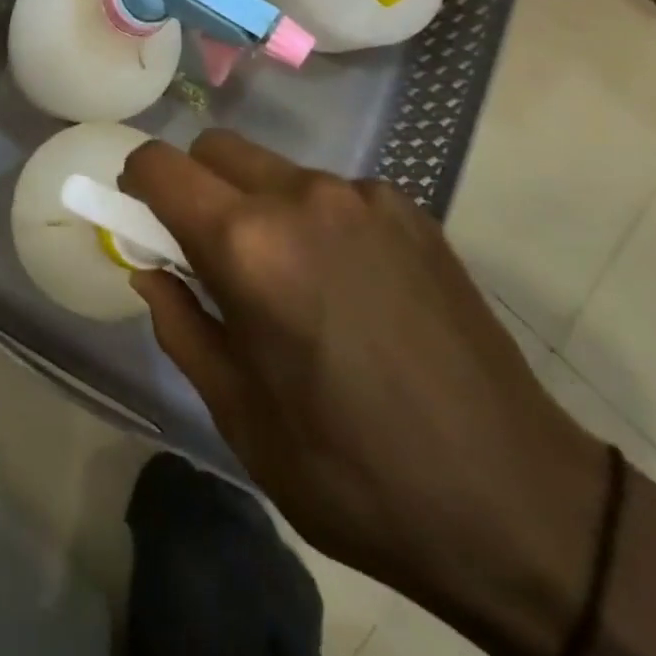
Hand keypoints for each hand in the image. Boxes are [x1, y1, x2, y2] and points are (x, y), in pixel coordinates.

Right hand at [121, 130, 607, 655]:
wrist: (520, 505)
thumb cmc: (354, 472)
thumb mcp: (240, 414)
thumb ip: (180, 323)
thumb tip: (151, 270)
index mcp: (249, 245)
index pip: (160, 166)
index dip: (135, 184)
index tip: (140, 218)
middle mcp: (302, 197)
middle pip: (214, 149)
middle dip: (194, 187)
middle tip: (209, 254)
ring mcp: (363, 197)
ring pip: (273, 168)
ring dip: (254, 204)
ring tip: (287, 280)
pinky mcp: (410, 210)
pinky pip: (330, 192)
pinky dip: (312, 219)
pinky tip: (347, 286)